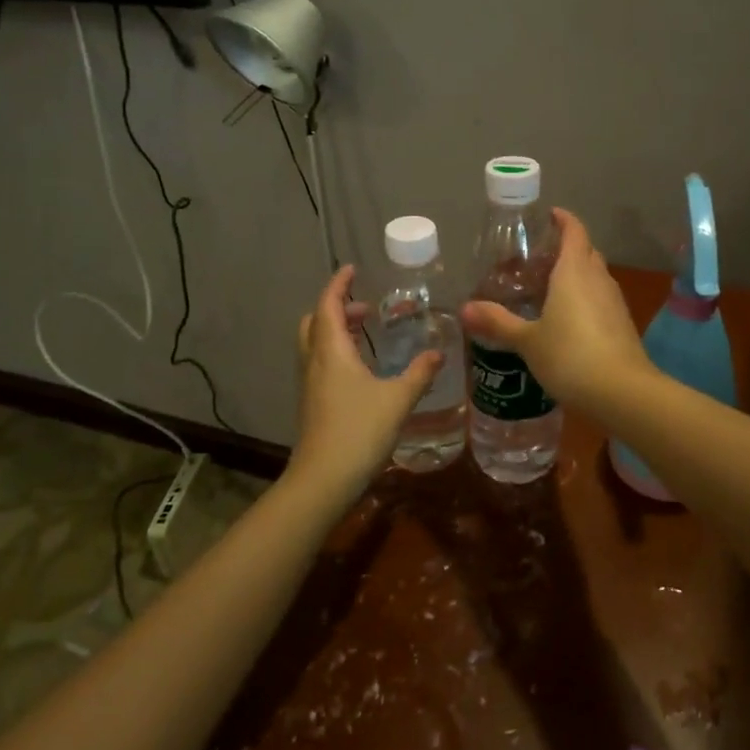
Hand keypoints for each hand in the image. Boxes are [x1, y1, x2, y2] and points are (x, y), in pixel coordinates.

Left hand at [291, 265, 441, 498]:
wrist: (323, 479)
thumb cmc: (359, 431)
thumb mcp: (398, 399)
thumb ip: (419, 373)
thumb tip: (439, 353)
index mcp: (331, 352)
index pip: (328, 306)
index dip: (338, 285)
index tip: (352, 269)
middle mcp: (315, 362)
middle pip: (314, 322)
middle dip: (336, 308)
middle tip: (364, 306)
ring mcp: (310, 384)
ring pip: (315, 344)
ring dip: (335, 330)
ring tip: (365, 332)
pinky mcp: (312, 403)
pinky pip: (320, 364)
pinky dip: (336, 352)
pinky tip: (362, 368)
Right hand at [460, 208, 649, 411]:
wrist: (622, 392)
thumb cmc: (570, 356)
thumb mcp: (528, 341)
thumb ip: (498, 323)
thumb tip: (464, 309)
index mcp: (574, 271)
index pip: (574, 231)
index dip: (564, 219)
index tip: (550, 215)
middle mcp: (598, 279)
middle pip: (586, 252)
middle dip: (567, 248)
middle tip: (539, 259)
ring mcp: (614, 302)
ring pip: (595, 276)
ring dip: (577, 275)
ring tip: (550, 288)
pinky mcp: (622, 324)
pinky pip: (601, 299)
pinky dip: (585, 298)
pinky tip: (568, 319)